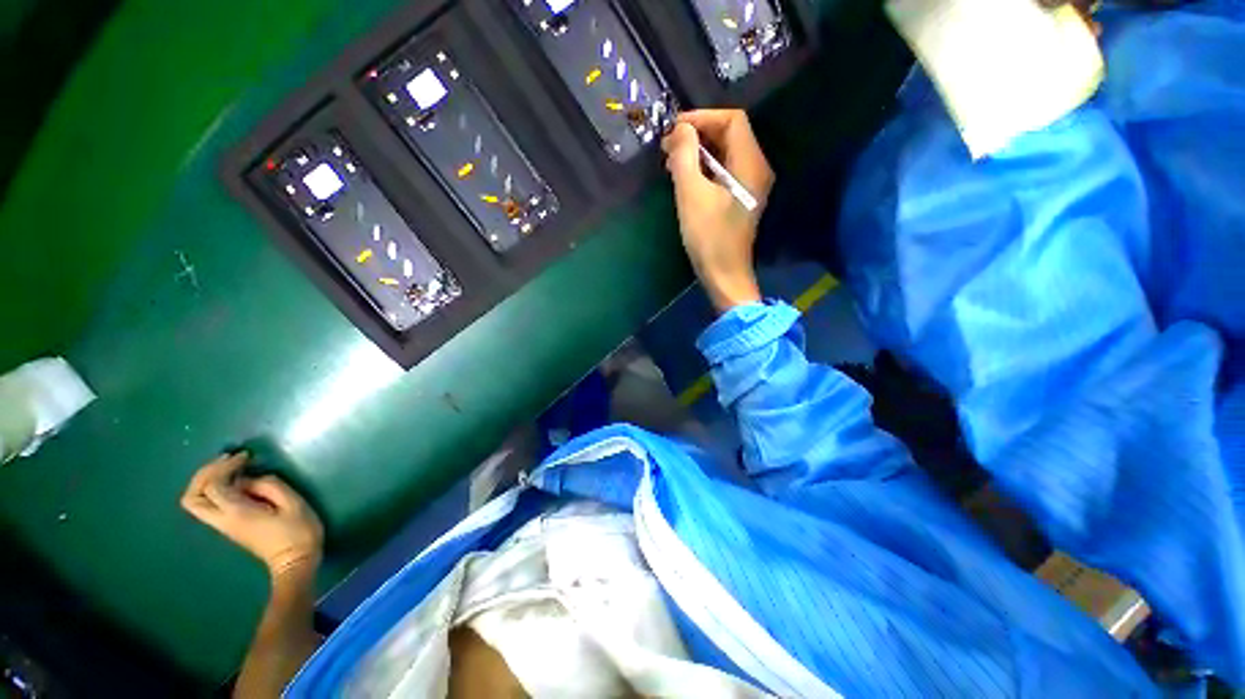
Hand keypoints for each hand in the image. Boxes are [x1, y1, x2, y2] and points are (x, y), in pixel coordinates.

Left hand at [181, 452, 323, 580]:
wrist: (295, 562)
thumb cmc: (298, 532)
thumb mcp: (293, 504)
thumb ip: (270, 486)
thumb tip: (253, 479)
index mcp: (236, 513)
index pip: (213, 485)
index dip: (225, 467)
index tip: (245, 456)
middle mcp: (222, 519)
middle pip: (192, 497)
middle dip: (204, 475)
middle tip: (226, 460)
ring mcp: (224, 525)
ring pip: (196, 503)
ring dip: (207, 482)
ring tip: (229, 468)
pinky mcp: (230, 527)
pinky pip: (210, 505)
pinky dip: (216, 489)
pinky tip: (237, 482)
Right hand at [662, 109, 773, 313]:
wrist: (724, 275)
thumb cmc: (709, 237)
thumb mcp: (692, 194)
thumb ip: (685, 156)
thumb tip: (680, 129)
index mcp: (750, 163)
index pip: (732, 120)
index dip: (702, 118)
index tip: (674, 128)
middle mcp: (756, 169)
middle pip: (730, 135)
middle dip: (698, 134)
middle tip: (668, 146)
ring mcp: (749, 186)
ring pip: (725, 154)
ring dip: (698, 152)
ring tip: (671, 161)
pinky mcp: (739, 200)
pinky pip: (723, 173)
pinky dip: (703, 169)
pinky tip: (684, 177)